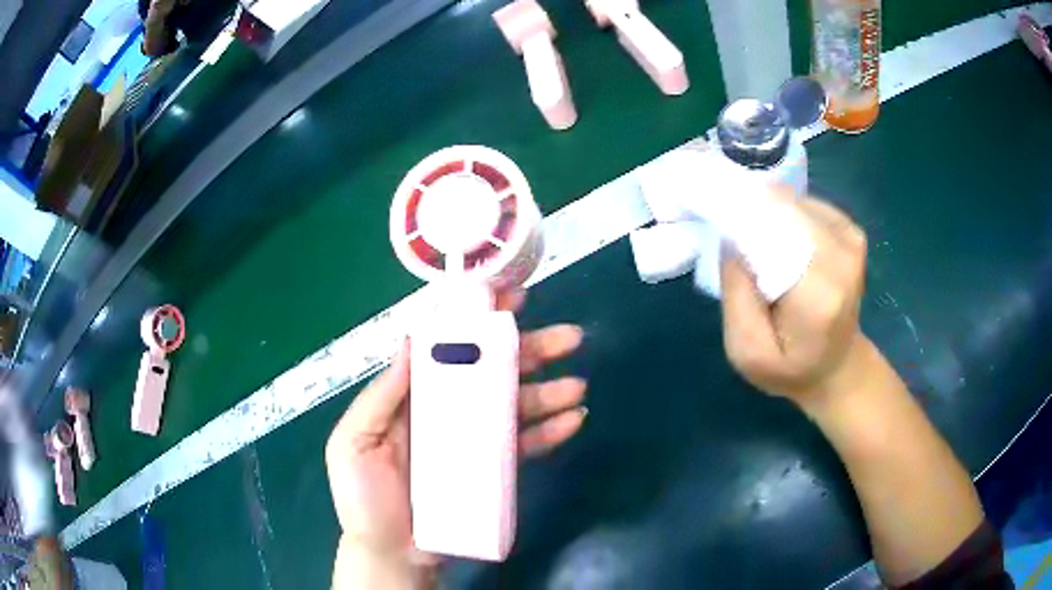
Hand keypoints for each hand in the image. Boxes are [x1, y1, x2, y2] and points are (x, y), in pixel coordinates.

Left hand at [326, 290, 586, 580]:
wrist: (393, 553)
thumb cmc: (365, 498)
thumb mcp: (355, 441)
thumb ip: (382, 395)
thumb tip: (412, 337)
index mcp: (413, 397)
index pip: (446, 347)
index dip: (475, 319)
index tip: (507, 297)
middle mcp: (447, 409)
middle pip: (491, 370)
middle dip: (530, 349)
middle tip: (568, 337)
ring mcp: (473, 439)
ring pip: (516, 404)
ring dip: (550, 391)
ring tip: (576, 386)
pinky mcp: (493, 469)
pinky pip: (526, 443)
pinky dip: (551, 430)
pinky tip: (574, 419)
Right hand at [719, 191, 867, 408]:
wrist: (837, 368)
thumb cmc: (789, 368)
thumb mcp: (746, 351)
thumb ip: (736, 295)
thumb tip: (730, 235)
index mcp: (819, 292)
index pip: (772, 229)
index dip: (735, 211)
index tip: (704, 208)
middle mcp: (842, 255)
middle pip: (781, 208)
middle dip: (745, 207)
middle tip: (716, 218)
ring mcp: (850, 238)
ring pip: (790, 201)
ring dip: (762, 209)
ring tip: (745, 233)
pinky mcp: (850, 229)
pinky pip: (803, 203)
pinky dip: (781, 212)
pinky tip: (773, 236)